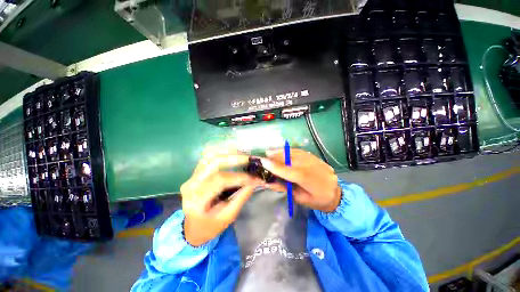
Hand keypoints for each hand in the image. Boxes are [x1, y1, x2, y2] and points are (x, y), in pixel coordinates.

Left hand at [180, 149, 262, 246]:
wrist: (193, 228)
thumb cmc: (210, 226)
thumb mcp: (228, 216)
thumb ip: (241, 197)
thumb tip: (255, 182)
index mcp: (197, 200)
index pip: (220, 180)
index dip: (239, 177)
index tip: (254, 178)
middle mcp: (191, 184)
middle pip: (214, 162)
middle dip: (235, 159)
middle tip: (250, 159)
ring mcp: (191, 176)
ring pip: (210, 156)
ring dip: (228, 153)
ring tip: (244, 155)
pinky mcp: (195, 173)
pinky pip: (209, 157)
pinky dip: (222, 153)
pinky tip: (233, 153)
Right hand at [260, 149, 340, 212]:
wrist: (336, 194)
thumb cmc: (317, 200)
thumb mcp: (300, 199)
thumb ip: (284, 188)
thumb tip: (268, 181)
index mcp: (309, 181)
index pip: (288, 171)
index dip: (275, 166)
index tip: (263, 161)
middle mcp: (312, 167)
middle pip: (291, 159)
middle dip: (276, 156)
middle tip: (265, 154)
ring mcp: (315, 160)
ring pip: (295, 153)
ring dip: (282, 151)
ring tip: (271, 151)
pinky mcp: (316, 157)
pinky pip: (300, 151)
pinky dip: (289, 151)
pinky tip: (283, 151)